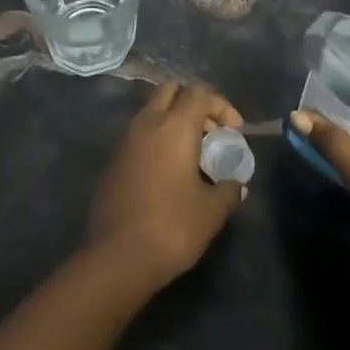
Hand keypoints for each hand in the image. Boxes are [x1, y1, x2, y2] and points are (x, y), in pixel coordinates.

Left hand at [88, 82, 246, 292]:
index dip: (222, 106)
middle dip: (193, 104)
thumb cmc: (173, 226)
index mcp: (174, 127)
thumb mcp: (212, 211)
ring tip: (193, 154)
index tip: (236, 131)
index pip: (200, 94)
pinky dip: (157, 141)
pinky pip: (139, 136)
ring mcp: (125, 142)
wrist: (118, 257)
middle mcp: (147, 124)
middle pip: (170, 91)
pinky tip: (169, 173)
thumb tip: (236, 185)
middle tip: (210, 132)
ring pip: (151, 113)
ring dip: (173, 122)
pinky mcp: (113, 162)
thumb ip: (229, 190)